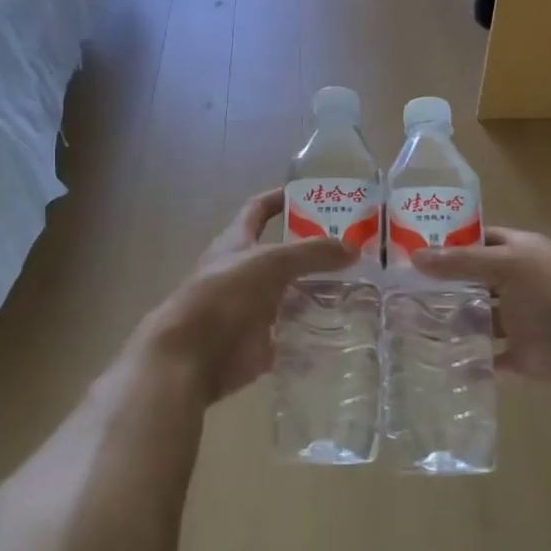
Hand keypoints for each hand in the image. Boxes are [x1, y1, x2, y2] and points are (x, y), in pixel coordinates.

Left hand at [135, 189, 355, 402]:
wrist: (190, 356)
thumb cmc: (224, 294)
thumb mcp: (270, 262)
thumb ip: (312, 253)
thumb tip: (352, 248)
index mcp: (236, 242)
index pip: (258, 209)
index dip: (280, 198)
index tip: (311, 194)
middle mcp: (243, 271)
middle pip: (282, 254)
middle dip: (313, 249)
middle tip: (353, 246)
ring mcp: (251, 308)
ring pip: (291, 294)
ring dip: (319, 290)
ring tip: (360, 286)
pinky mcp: (259, 342)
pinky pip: (292, 333)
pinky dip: (314, 330)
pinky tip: (344, 326)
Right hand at [412, 228, 550, 391]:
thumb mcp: (507, 264)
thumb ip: (462, 262)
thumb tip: (414, 257)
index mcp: (517, 252)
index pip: (477, 240)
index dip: (449, 242)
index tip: (412, 246)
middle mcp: (515, 284)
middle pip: (474, 282)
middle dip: (444, 286)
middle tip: (401, 289)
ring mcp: (518, 321)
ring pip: (478, 320)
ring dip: (452, 323)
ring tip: (410, 324)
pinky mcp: (520, 355)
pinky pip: (488, 360)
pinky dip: (469, 362)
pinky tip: (438, 361)